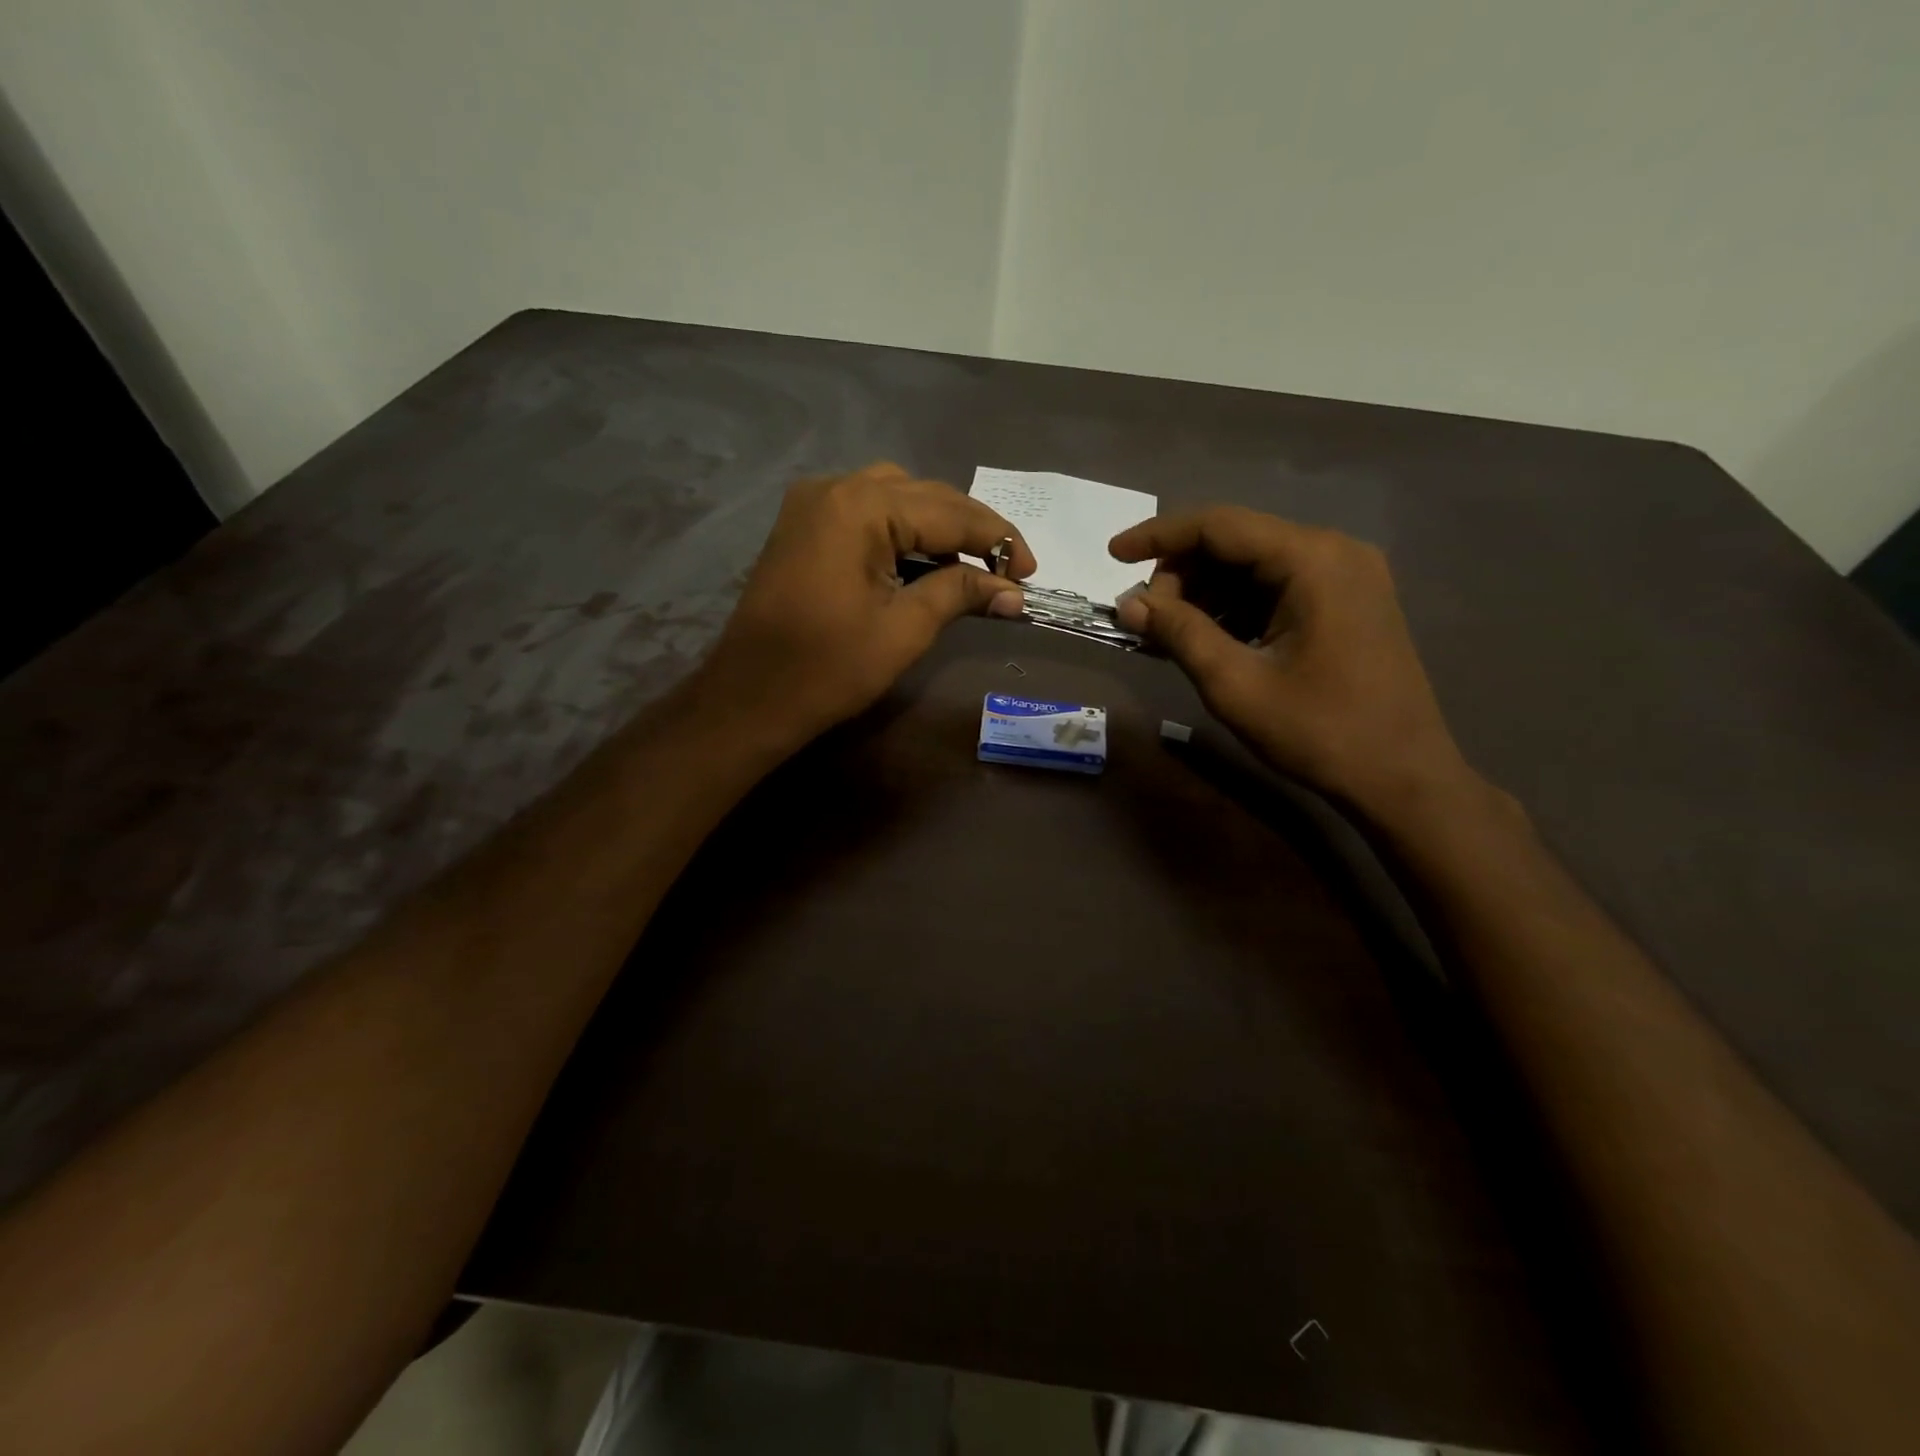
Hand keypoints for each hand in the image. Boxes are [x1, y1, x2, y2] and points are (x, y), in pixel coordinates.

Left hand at [694, 463, 1033, 742]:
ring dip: (937, 527)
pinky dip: (901, 533)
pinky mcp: (803, 526)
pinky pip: (866, 513)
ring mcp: (812, 504)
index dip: (996, 539)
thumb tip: (1013, 592)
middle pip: (924, 496)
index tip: (1030, 572)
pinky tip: (922, 563)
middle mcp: (835, 488)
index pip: (949, 511)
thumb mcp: (905, 629)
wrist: (751, 697)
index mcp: (860, 507)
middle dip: (970, 531)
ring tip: (967, 569)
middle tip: (1006, 572)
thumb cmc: (829, 668)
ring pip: (895, 498)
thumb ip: (960, 594)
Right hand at [1110, 506, 1476, 816]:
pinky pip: (1276, 587)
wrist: (1402, 777)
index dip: (1158, 537)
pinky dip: (1236, 606)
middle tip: (1149, 620)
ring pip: (1253, 564)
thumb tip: (1129, 604)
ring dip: (1206, 593)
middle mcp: (1334, 551)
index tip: (1112, 555)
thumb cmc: (1319, 731)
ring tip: (1173, 636)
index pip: (1218, 525)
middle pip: (1236, 541)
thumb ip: (1179, 634)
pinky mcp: (1347, 601)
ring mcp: (1346, 575)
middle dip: (1182, 574)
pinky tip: (1211, 640)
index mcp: (1312, 559)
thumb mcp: (1236, 684)